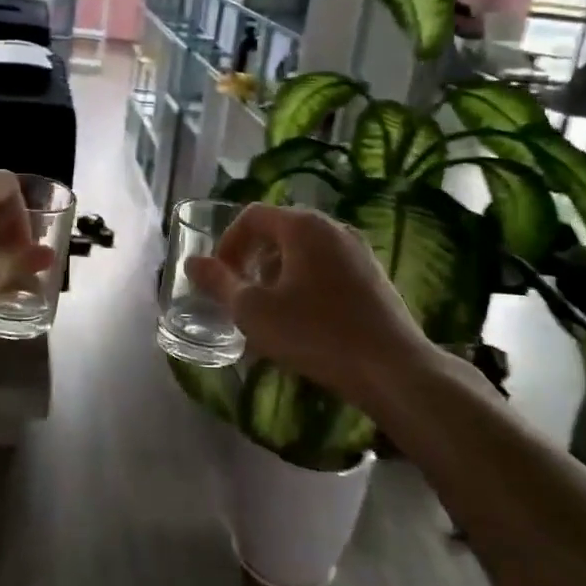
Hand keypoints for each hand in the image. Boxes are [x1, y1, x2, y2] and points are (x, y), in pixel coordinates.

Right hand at [186, 205, 435, 413]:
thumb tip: (192, 262)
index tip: (219, 277)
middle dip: (252, 260)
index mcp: (303, 226)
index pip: (252, 215)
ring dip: (278, 274)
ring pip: (304, 252)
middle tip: (240, 295)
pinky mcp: (374, 277)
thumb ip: (219, 283)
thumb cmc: (315, 333)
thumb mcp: (253, 311)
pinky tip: (304, 322)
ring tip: (269, 312)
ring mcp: (359, 251)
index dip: (227, 242)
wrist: (393, 370)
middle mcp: (333, 227)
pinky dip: (305, 284)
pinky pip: (328, 269)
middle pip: (279, 231)